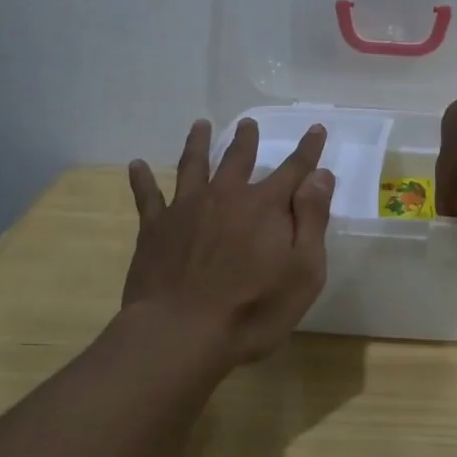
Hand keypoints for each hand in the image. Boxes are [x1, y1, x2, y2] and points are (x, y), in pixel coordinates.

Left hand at [124, 118, 334, 364]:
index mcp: (265, 206)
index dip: (308, 150)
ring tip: (200, 125)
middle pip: (238, 159)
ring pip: (193, 165)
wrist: (182, 333)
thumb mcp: (304, 271)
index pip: (294, 169)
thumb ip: (312, 219)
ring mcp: (186, 209)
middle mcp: (226, 196)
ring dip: (199, 143)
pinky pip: (147, 196)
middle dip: (246, 140)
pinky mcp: (155, 228)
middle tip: (248, 123)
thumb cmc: (254, 309)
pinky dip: (142, 179)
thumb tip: (320, 176)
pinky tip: (136, 165)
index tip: (316, 128)